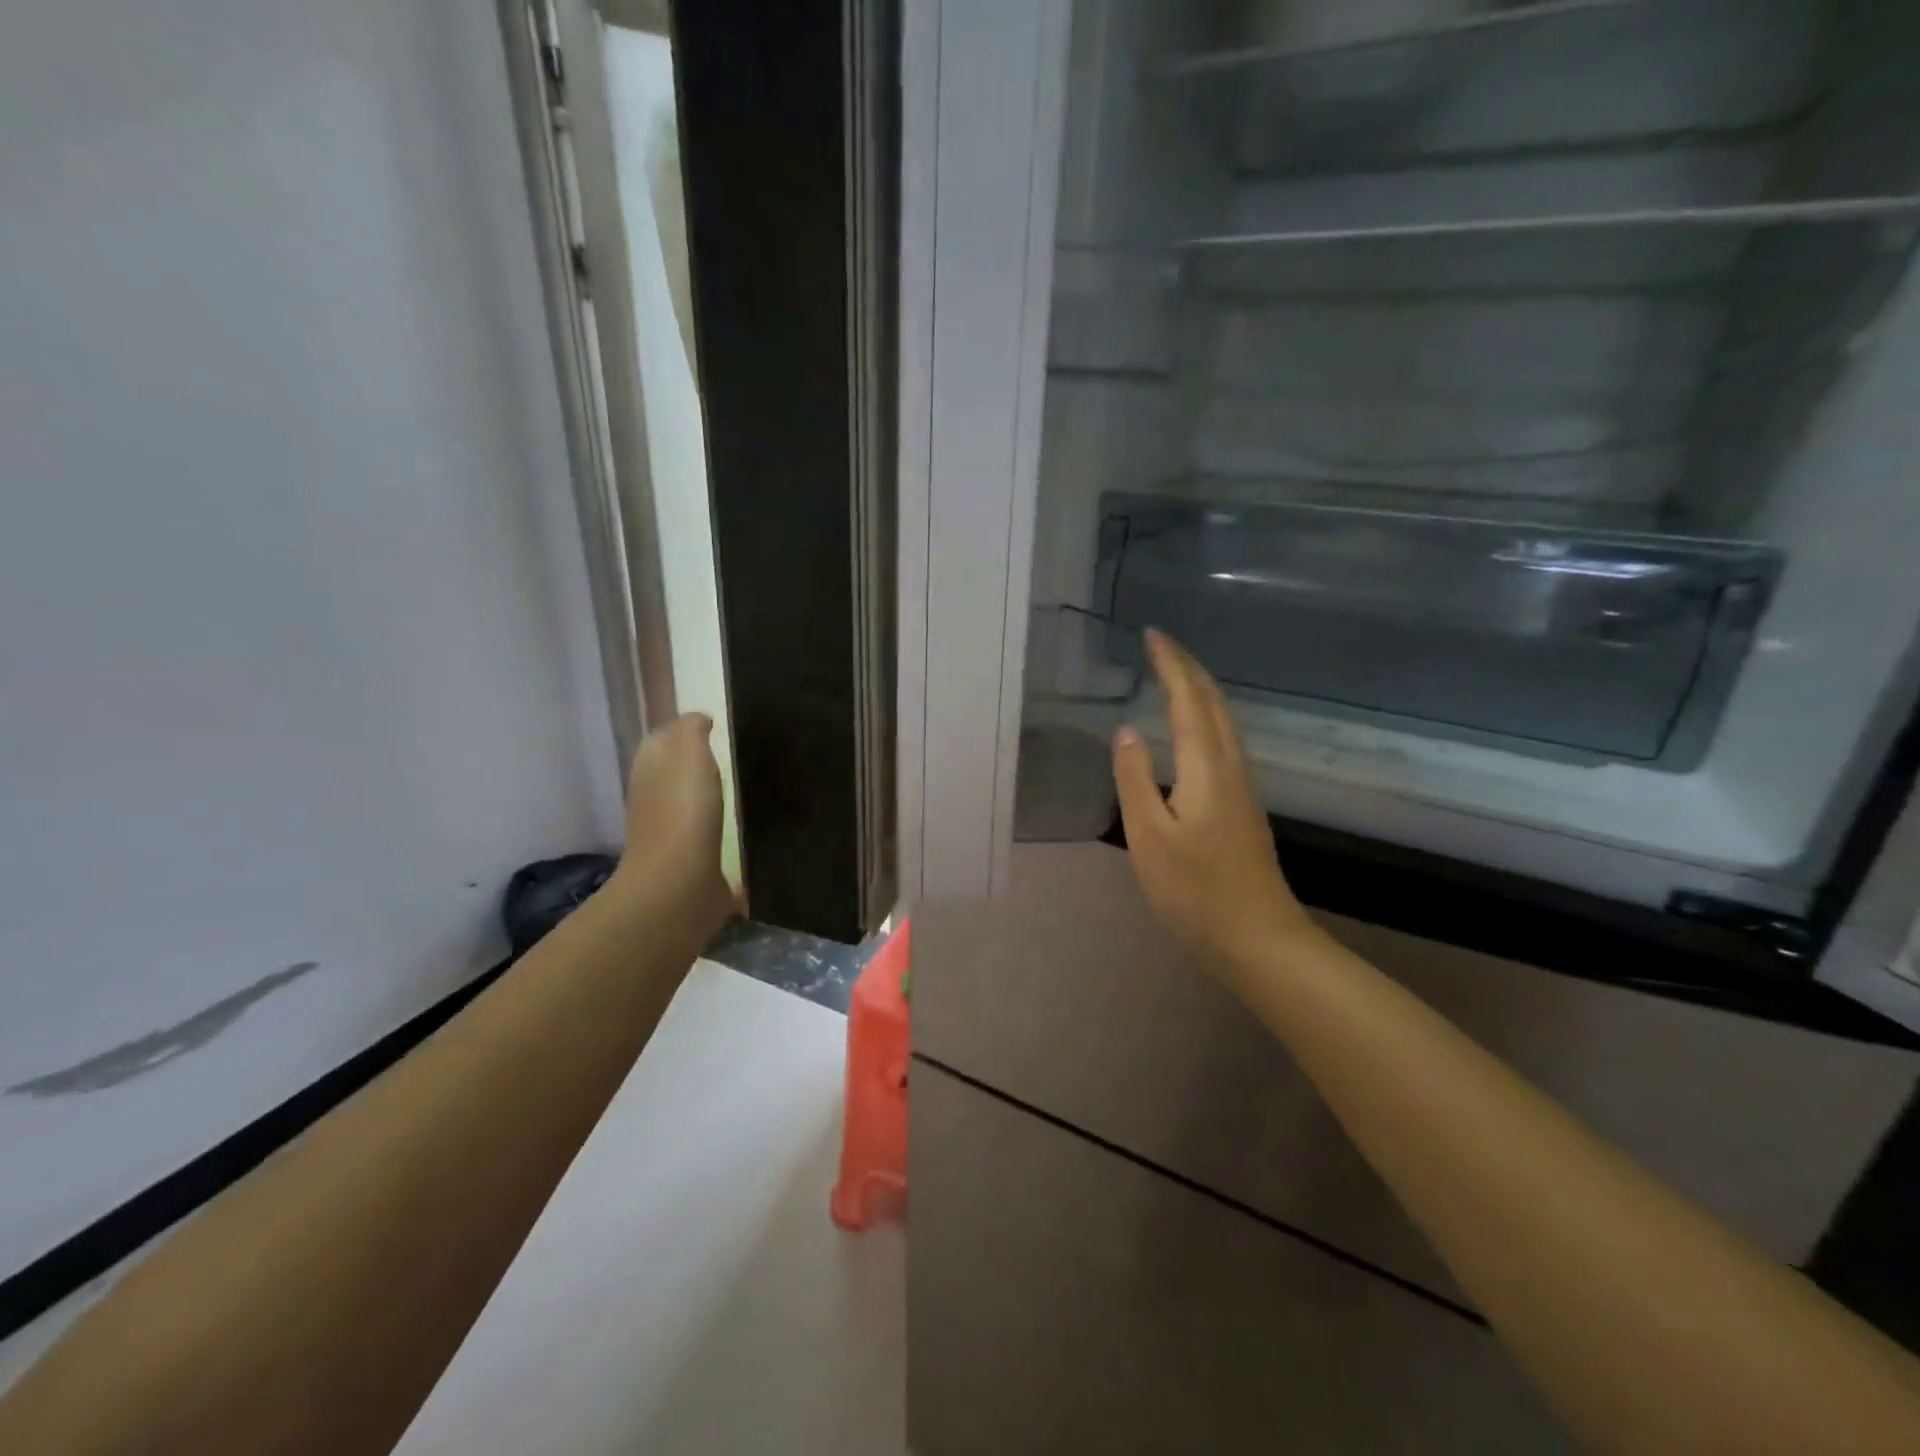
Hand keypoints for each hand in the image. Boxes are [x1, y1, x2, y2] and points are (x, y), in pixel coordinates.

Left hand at [610, 713, 735, 938]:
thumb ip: (691, 731)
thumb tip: (699, 719)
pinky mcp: (689, 861)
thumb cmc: (683, 812)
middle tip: (737, 754)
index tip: (720, 727)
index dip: (687, 729)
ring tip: (744, 786)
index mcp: (650, 768)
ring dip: (708, 795)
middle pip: (674, 771)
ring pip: (688, 803)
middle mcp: (652, 797)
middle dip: (699, 763)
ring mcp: (668, 832)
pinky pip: (705, 835)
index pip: (664, 738)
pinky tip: (743, 825)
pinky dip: (719, 827)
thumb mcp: (688, 754)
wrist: (677, 884)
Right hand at [1112, 630, 1314, 974]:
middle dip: (1188, 668)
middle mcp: (1230, 766)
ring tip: (1173, 675)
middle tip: (1160, 645)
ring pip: (1222, 721)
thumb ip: (1136, 779)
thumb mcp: (1150, 836)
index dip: (1171, 664)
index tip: (1152, 635)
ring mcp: (1242, 787)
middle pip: (1213, 703)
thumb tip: (1126, 730)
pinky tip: (1193, 729)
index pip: (1188, 700)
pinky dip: (1204, 717)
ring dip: (1199, 690)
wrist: (1259, 938)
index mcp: (1207, 767)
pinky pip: (1223, 741)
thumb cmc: (1196, 891)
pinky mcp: (1242, 805)